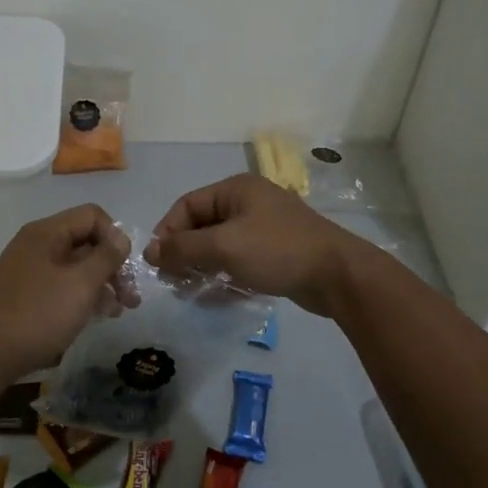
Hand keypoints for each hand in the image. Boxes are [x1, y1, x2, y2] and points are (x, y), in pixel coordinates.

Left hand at [0, 205, 132, 383]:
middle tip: (130, 298)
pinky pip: (60, 287)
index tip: (126, 269)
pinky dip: (79, 298)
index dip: (115, 237)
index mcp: (47, 232)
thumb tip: (121, 238)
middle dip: (112, 266)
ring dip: (99, 285)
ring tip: (116, 312)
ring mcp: (27, 272)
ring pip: (74, 268)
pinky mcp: (23, 297)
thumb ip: (106, 257)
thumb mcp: (80, 284)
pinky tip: (92, 319)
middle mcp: (36, 245)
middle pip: (84, 242)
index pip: (92, 216)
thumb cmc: (36, 315)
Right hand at [145, 174, 371, 317]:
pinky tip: (217, 298)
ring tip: (191, 292)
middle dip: (184, 253)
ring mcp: (264, 227)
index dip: (168, 231)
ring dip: (202, 267)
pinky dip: (225, 275)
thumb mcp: (224, 246)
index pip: (187, 205)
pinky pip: (239, 260)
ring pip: (220, 245)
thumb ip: (184, 248)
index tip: (157, 262)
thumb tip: (150, 250)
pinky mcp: (275, 252)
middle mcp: (249, 202)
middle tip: (173, 282)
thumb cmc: (277, 250)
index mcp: (236, 189)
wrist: (337, 275)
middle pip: (203, 225)